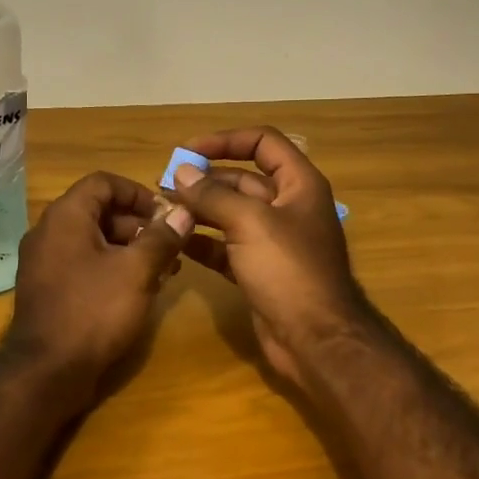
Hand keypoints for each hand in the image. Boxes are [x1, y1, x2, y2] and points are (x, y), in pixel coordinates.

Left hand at [3, 171, 191, 399]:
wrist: (47, 371)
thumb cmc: (94, 311)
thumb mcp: (136, 271)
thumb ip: (162, 237)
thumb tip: (183, 212)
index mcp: (65, 217)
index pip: (103, 182)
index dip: (138, 192)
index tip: (166, 214)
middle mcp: (49, 232)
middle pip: (98, 211)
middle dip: (138, 225)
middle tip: (170, 246)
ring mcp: (44, 262)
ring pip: (93, 240)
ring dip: (129, 249)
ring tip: (163, 271)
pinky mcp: (48, 289)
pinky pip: (83, 264)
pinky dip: (111, 268)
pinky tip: (138, 290)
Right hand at [170, 128, 371, 386]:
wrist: (315, 339)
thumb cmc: (289, 270)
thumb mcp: (249, 223)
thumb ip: (212, 195)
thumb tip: (180, 172)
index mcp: (299, 184)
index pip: (263, 143)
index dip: (226, 140)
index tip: (188, 151)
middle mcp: (288, 207)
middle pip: (242, 179)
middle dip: (204, 180)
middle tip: (163, 184)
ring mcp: (273, 241)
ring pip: (231, 215)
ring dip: (199, 210)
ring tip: (163, 211)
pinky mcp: (259, 270)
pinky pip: (226, 247)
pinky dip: (203, 243)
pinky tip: (176, 242)